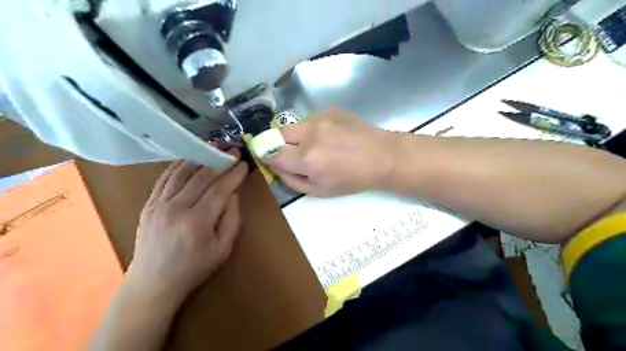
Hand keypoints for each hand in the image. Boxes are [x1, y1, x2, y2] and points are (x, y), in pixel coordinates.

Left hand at [128, 150, 247, 305]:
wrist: (153, 282)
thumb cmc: (194, 268)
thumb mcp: (223, 249)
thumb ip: (231, 219)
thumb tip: (232, 194)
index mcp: (197, 222)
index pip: (219, 189)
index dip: (233, 174)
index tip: (244, 163)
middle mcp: (176, 208)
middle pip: (201, 177)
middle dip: (219, 161)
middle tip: (232, 149)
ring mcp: (158, 204)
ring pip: (181, 173)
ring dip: (199, 157)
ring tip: (213, 147)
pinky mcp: (149, 204)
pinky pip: (165, 178)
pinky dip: (179, 166)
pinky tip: (190, 158)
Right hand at [264, 108, 394, 197]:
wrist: (383, 157)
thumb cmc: (353, 180)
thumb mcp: (321, 191)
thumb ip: (292, 181)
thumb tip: (275, 168)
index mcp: (307, 158)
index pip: (271, 153)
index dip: (270, 158)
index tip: (277, 161)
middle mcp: (310, 134)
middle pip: (279, 134)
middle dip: (282, 145)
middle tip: (297, 155)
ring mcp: (322, 118)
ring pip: (296, 125)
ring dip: (299, 136)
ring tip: (320, 146)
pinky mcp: (332, 110)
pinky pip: (313, 119)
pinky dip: (315, 129)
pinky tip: (333, 137)